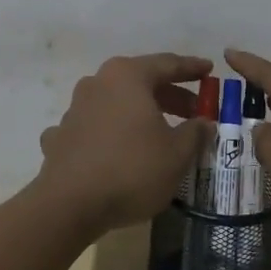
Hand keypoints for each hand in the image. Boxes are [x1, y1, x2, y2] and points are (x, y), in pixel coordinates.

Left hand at [34, 53, 213, 233]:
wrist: (69, 205)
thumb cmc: (132, 169)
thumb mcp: (177, 153)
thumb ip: (195, 132)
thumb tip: (204, 122)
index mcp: (128, 76)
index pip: (168, 64)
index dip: (192, 68)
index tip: (210, 70)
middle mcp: (98, 82)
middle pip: (141, 82)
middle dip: (170, 95)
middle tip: (193, 112)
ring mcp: (75, 108)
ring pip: (115, 103)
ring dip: (139, 113)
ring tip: (160, 133)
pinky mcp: (61, 136)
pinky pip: (93, 127)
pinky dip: (109, 134)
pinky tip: (115, 149)